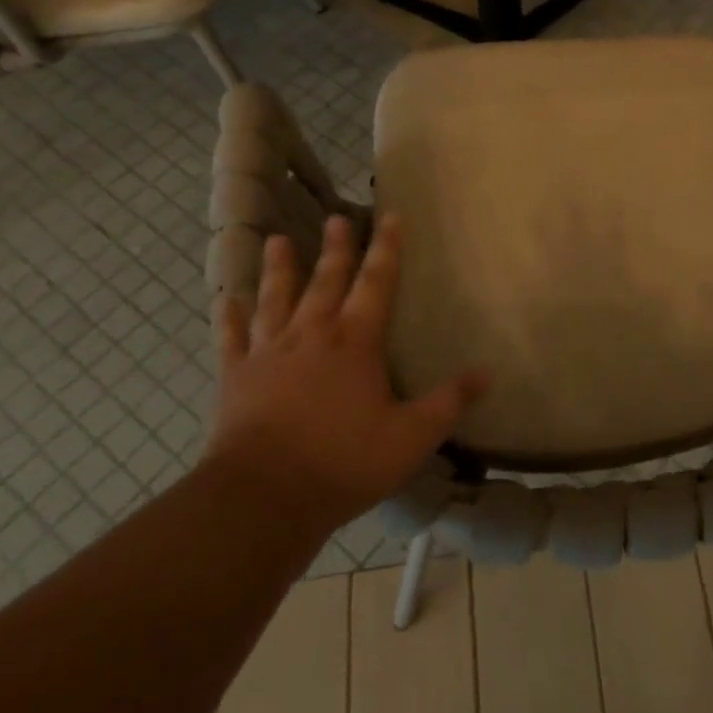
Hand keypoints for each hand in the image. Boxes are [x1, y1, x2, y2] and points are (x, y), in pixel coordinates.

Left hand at [207, 215, 486, 530]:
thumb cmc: (344, 461)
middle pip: (326, 281)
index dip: (386, 248)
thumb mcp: (411, 436)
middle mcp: (312, 334)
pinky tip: (226, 300)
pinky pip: (232, 339)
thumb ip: (449, 402)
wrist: (263, 496)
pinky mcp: (235, 377)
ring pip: (276, 299)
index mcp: (355, 342)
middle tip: (336, 218)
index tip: (390, 215)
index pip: (377, 283)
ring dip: (278, 269)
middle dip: (335, 248)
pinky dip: (230, 318)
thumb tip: (486, 372)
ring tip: (276, 240)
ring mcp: (269, 353)